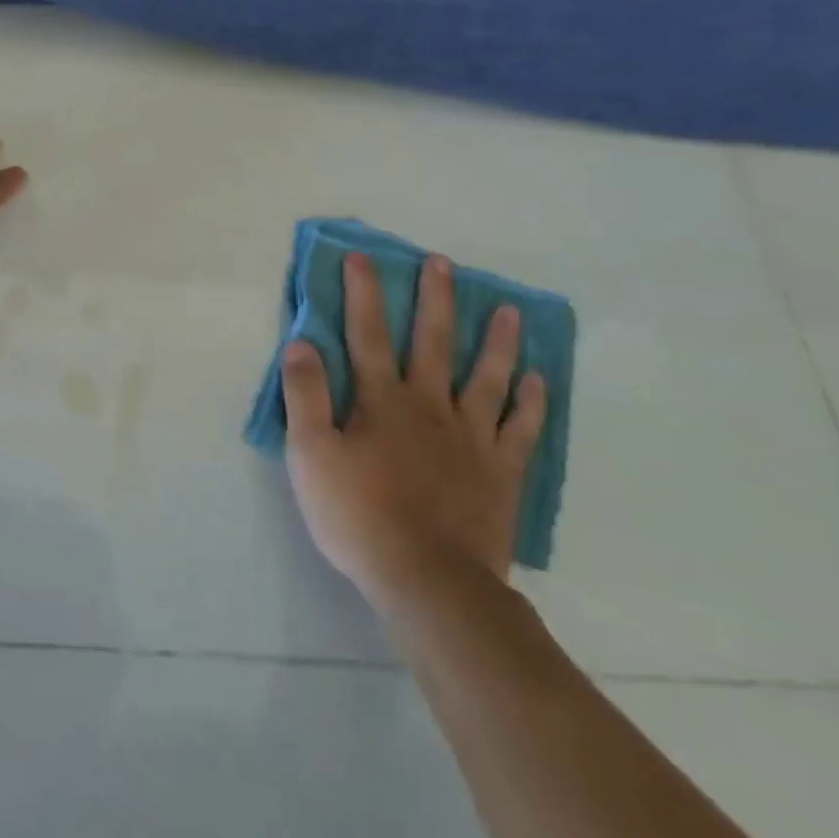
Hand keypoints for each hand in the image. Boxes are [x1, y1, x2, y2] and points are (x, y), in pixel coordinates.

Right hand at [283, 252, 546, 617]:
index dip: (363, 294)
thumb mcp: (310, 454)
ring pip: (487, 377)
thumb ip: (305, 396)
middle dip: (435, 299)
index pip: (366, 334)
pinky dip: (530, 402)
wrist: (429, 580)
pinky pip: (520, 429)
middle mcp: (429, 406)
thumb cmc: (358, 515)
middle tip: (443, 263)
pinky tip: (537, 380)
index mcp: (381, 401)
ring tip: (510, 311)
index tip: (362, 257)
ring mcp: (471, 438)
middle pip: (432, 342)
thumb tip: (301, 343)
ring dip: (497, 341)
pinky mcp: (501, 472)